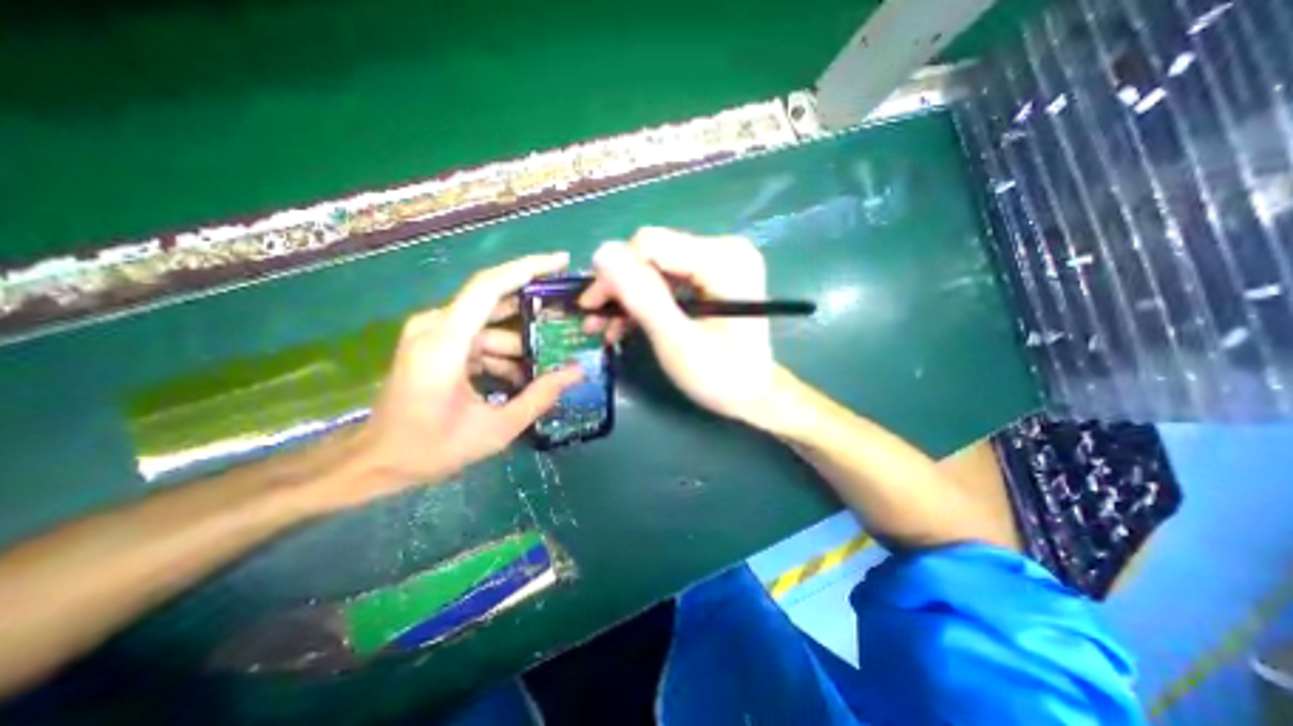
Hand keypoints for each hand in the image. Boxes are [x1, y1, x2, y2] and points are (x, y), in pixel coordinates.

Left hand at [348, 254, 581, 501]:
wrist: (375, 462)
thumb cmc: (430, 448)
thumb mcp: (495, 429)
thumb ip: (539, 398)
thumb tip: (577, 372)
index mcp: (446, 341)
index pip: (490, 286)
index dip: (528, 268)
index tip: (562, 262)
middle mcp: (436, 326)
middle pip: (495, 302)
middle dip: (534, 313)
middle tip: (568, 323)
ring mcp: (432, 334)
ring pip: (490, 327)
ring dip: (519, 346)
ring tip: (548, 368)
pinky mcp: (434, 345)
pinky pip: (478, 340)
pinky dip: (501, 355)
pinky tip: (519, 380)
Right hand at [579, 227, 777, 423]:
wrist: (754, 395)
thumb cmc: (721, 376)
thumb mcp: (676, 341)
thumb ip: (642, 297)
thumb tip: (602, 252)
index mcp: (724, 260)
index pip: (650, 244)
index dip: (616, 274)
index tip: (593, 308)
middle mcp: (725, 249)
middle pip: (652, 253)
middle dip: (619, 288)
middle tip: (593, 320)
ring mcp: (720, 260)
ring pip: (655, 266)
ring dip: (628, 297)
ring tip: (604, 327)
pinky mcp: (713, 274)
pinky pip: (668, 277)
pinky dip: (646, 300)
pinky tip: (626, 324)